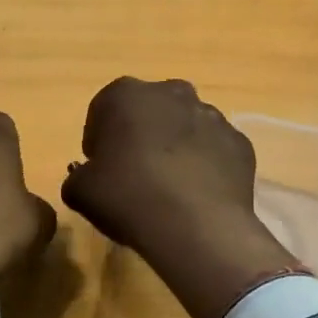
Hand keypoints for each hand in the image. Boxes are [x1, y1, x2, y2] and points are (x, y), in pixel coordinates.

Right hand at [62, 78, 298, 317]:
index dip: (99, 140)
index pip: (103, 110)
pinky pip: (214, 151)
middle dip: (141, 135)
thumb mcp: (80, 191)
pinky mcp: (240, 142)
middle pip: (149, 112)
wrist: (195, 225)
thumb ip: (78, 176)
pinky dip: (205, 166)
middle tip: (134, 175)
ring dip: (175, 148)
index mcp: (125, 94)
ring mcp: (212, 115)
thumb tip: (86, 177)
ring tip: (169, 189)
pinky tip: (196, 195)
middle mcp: (171, 92)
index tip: (100, 168)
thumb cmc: (127, 197)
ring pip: (186, 128)